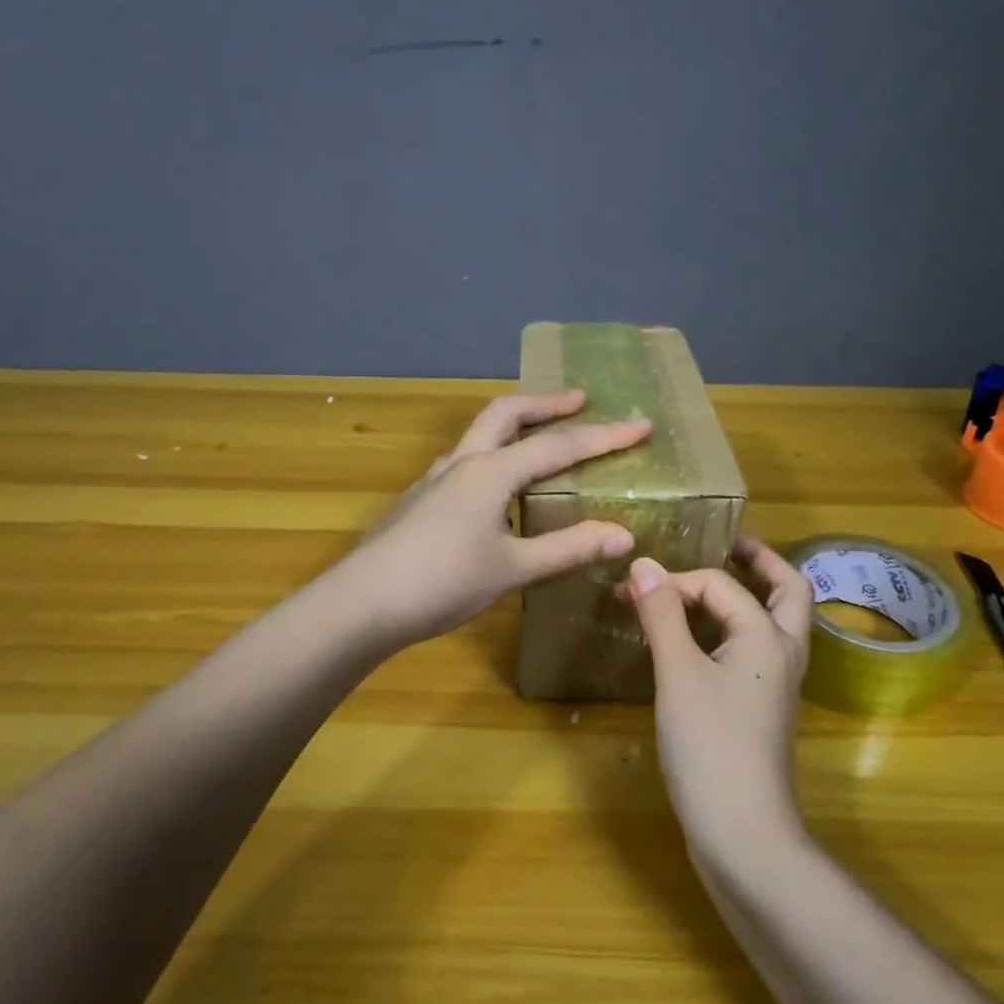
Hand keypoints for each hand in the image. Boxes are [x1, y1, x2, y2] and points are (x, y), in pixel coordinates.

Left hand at [347, 390, 651, 648]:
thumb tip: (625, 535)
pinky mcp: (420, 500)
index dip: (604, 437)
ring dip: (515, 425)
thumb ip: (568, 548)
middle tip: (580, 400)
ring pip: (480, 435)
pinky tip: (498, 488)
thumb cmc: (441, 582)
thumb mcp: (513, 568)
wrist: (361, 603)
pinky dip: (494, 456)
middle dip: (547, 404)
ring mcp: (435, 479)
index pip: (558, 446)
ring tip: (542, 437)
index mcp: (490, 472)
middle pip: (507, 414)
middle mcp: (462, 463)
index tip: (642, 425)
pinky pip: (465, 462)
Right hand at [623, 536, 812, 847]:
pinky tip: (704, 639)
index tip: (630, 590)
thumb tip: (643, 564)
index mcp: (767, 636)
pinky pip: (758, 650)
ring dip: (754, 594)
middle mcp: (783, 653)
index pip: (721, 585)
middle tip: (729, 544)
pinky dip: (738, 628)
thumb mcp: (678, 674)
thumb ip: (662, 614)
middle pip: (788, 591)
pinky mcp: (763, 709)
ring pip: (776, 622)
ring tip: (714, 583)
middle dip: (760, 563)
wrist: (743, 832)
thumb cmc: (710, 746)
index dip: (674, 580)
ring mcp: (778, 684)